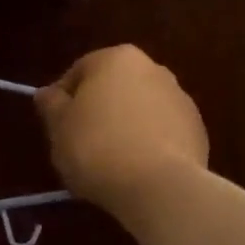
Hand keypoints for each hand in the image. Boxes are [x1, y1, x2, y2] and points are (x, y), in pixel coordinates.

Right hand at [35, 45, 208, 215]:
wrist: (159, 185)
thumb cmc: (97, 148)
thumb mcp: (59, 128)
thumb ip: (51, 105)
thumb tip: (47, 93)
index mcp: (116, 59)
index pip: (79, 71)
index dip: (63, 100)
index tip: (56, 127)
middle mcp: (153, 68)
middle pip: (114, 88)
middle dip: (98, 111)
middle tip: (80, 144)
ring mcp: (180, 98)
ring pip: (140, 110)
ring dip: (125, 127)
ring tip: (110, 162)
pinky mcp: (197, 130)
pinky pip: (162, 133)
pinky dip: (148, 145)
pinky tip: (136, 171)